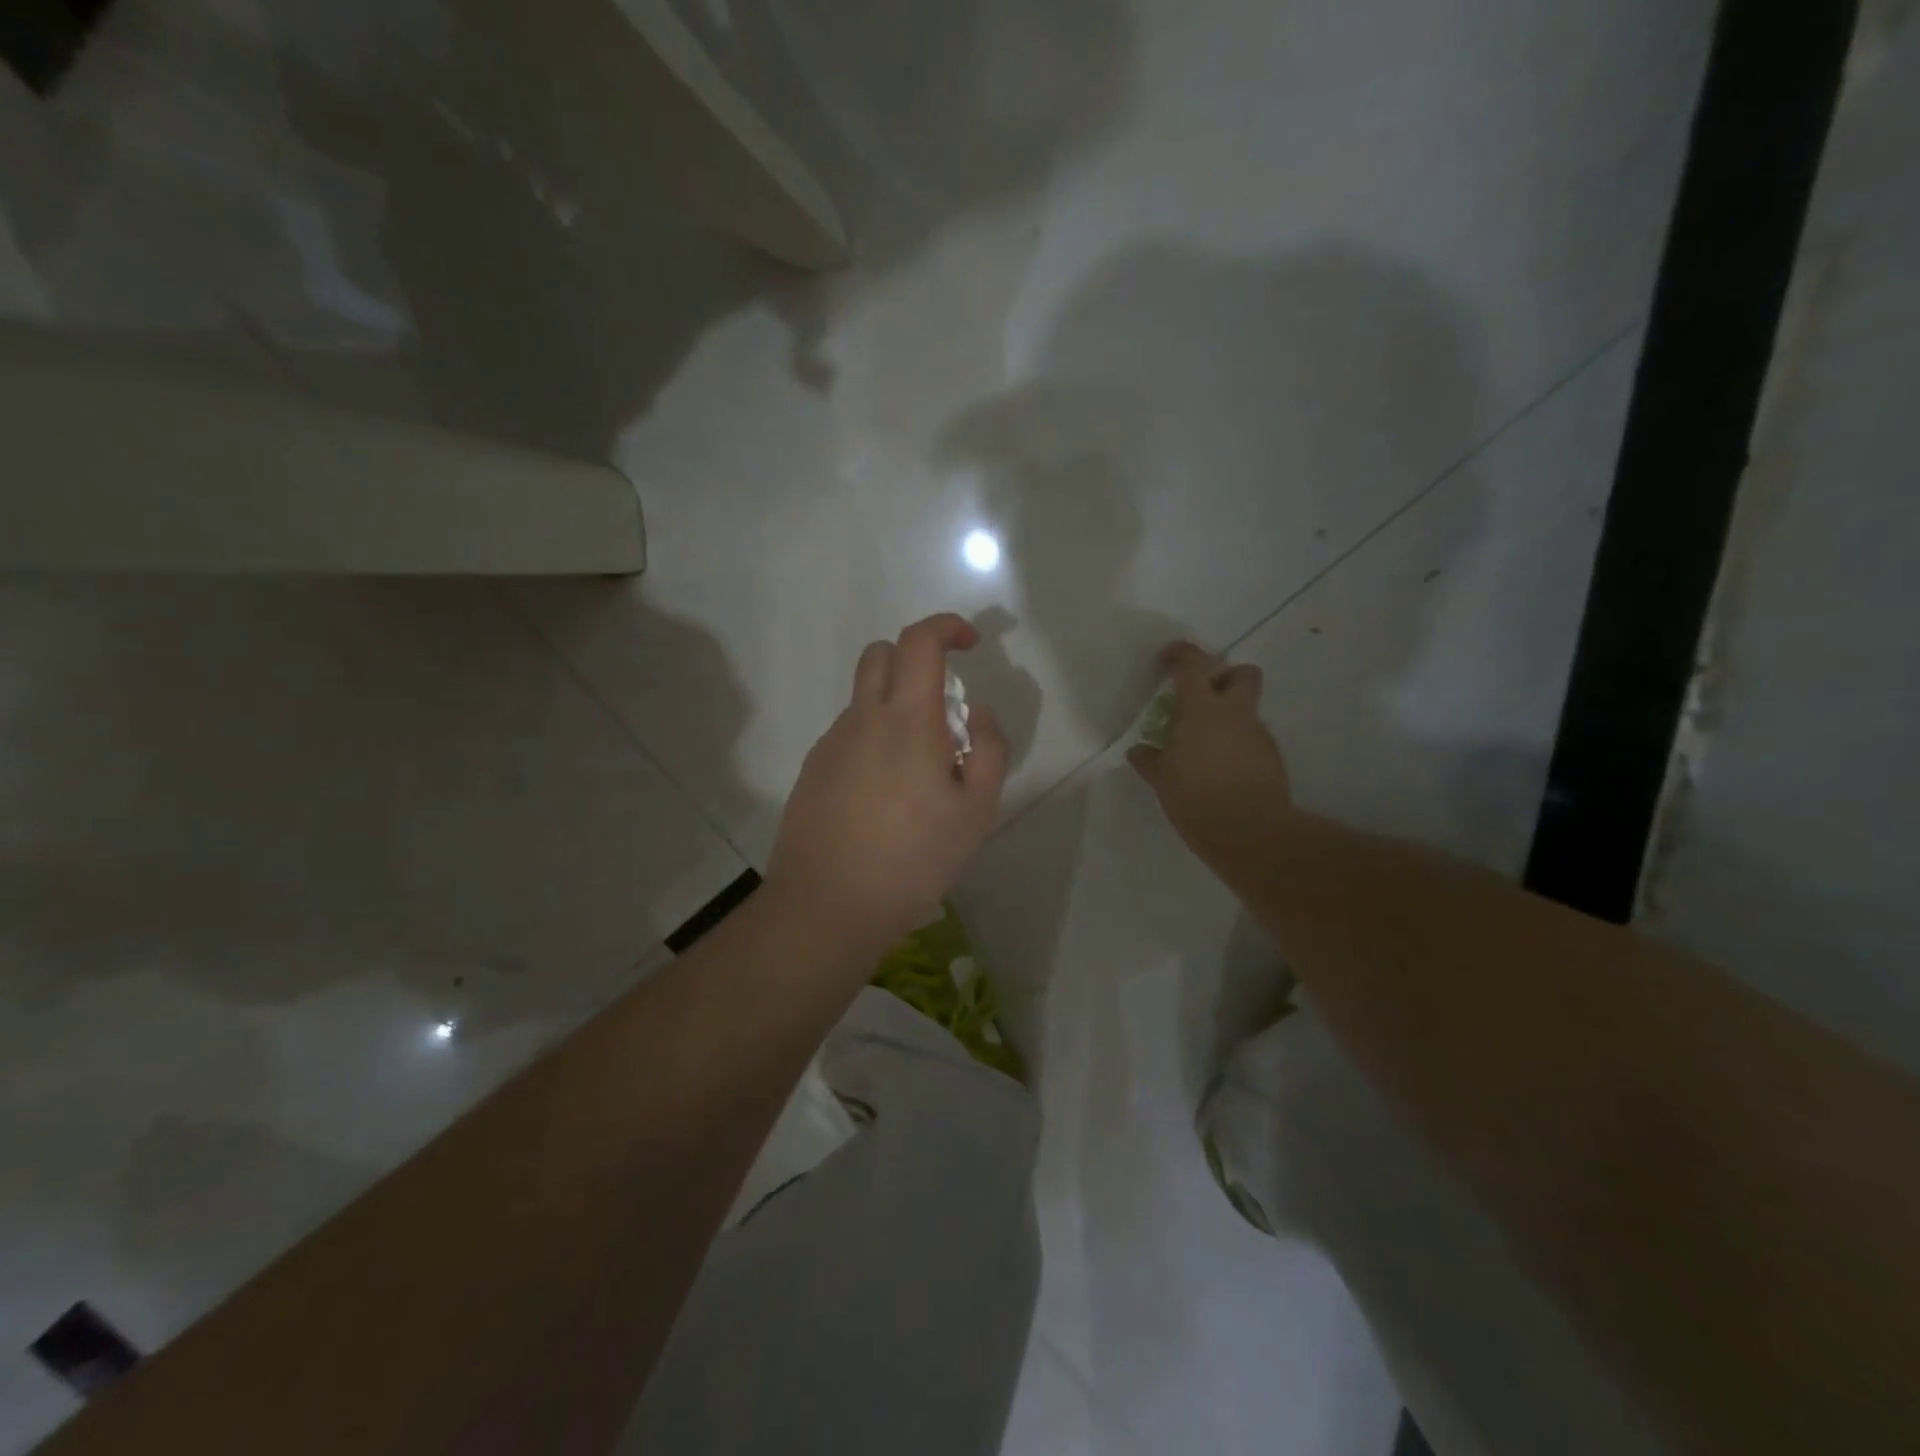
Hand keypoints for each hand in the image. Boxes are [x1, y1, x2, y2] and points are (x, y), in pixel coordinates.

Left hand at [767, 613, 1009, 961]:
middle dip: (916, 659)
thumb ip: (989, 748)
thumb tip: (976, 711)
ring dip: (895, 707)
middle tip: (942, 708)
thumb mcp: (976, 810)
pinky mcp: (813, 770)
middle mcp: (862, 719)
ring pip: (864, 699)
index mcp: (906, 720)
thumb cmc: (913, 859)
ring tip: (918, 773)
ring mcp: (831, 743)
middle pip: (881, 654)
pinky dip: (873, 740)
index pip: (919, 642)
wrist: (828, 904)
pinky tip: (884, 797)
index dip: (947, 628)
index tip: (970, 645)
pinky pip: (849, 734)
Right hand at [1127, 642, 1292, 868]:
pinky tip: (1223, 772)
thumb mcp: (1162, 780)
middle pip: (1243, 674)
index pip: (1193, 664)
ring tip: (1206, 748)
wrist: (1249, 832)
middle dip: (1226, 678)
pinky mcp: (1272, 758)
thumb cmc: (1195, 799)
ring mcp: (1258, 735)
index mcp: (1202, 710)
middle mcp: (1234, 714)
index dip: (1180, 654)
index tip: (1166, 660)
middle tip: (1203, 699)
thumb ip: (1150, 760)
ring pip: (1248, 711)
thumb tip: (1139, 751)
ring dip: (1230, 718)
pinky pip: (1253, 739)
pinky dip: (1238, 745)